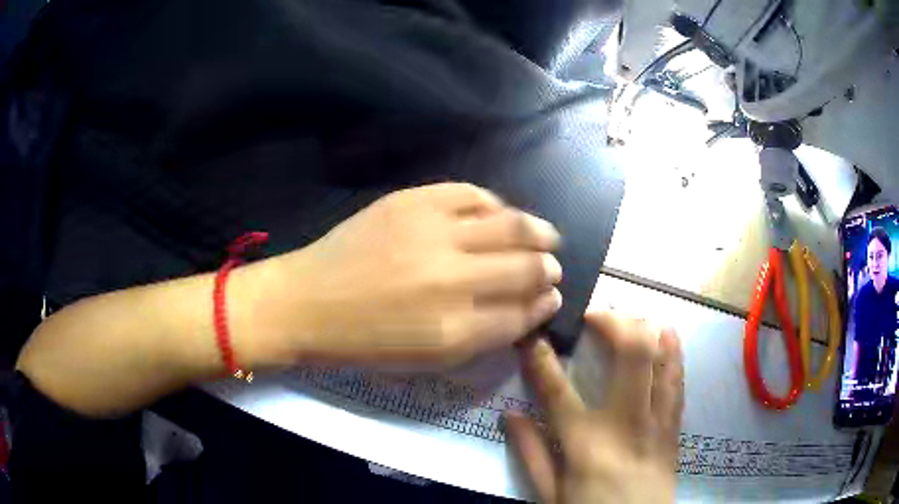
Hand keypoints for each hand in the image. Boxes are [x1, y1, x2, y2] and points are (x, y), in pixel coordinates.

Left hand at [250, 183, 562, 367]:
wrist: (308, 302)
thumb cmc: (365, 342)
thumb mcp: (428, 360)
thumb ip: (482, 337)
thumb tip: (525, 310)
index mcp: (455, 331)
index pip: (522, 314)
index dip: (544, 305)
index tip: (553, 297)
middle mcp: (453, 279)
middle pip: (525, 267)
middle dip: (548, 269)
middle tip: (553, 268)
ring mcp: (433, 232)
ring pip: (510, 225)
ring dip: (537, 232)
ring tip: (545, 236)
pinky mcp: (413, 201)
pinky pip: (472, 194)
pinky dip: (494, 204)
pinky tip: (499, 213)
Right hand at [506, 312, 682, 503]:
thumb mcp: (549, 495)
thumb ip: (530, 454)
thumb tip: (509, 415)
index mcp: (587, 443)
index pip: (558, 390)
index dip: (541, 358)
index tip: (533, 336)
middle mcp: (628, 422)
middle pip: (632, 354)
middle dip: (614, 322)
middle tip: (595, 316)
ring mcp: (658, 421)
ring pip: (663, 359)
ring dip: (650, 329)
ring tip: (633, 315)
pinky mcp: (674, 427)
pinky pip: (678, 380)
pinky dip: (673, 352)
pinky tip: (669, 336)